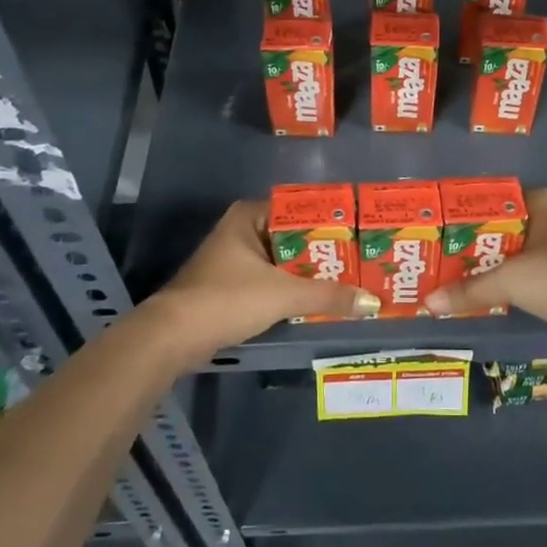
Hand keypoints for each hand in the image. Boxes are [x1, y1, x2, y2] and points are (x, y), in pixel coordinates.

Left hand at [141, 200, 379, 363]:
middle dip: (324, 252)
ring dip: (309, 274)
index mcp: (249, 216)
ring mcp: (234, 259)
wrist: (173, 337)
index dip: (331, 223)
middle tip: (362, 261)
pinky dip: (292, 290)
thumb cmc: (227, 299)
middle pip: (293, 237)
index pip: (300, 210)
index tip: (361, 235)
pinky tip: (319, 301)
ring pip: (283, 262)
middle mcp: (242, 230)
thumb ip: (329, 296)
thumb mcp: (283, 294)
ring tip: (349, 281)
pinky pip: (272, 281)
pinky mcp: (231, 286)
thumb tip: (373, 302)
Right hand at [424, 187, 546, 350]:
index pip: (492, 199)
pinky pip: (527, 274)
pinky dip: (508, 283)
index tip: (436, 227)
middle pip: (500, 228)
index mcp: (538, 203)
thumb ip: (470, 289)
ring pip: (514, 252)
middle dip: (472, 243)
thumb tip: (428, 301)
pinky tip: (485, 295)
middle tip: (437, 256)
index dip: (464, 212)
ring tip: (453, 277)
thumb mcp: (510, 280)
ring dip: (489, 265)